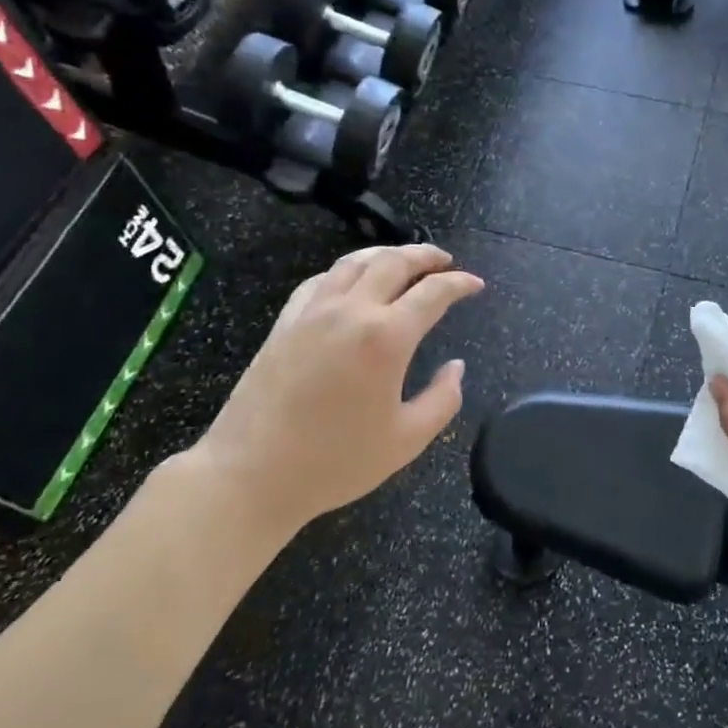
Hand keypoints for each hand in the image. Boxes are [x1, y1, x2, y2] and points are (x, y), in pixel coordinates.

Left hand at [169, 245, 483, 549]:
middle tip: (445, 260)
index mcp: (386, 337)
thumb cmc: (335, 462)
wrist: (251, 474)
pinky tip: (351, 282)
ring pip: (354, 262)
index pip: (433, 293)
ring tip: (404, 259)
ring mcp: (313, 312)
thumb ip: (443, 400)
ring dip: (386, 253)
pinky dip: (346, 271)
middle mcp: (351, 311)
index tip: (476, 284)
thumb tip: (456, 367)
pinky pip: (321, 280)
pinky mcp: (285, 322)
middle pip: (393, 262)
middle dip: (425, 255)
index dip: (460, 284)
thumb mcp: (406, 440)